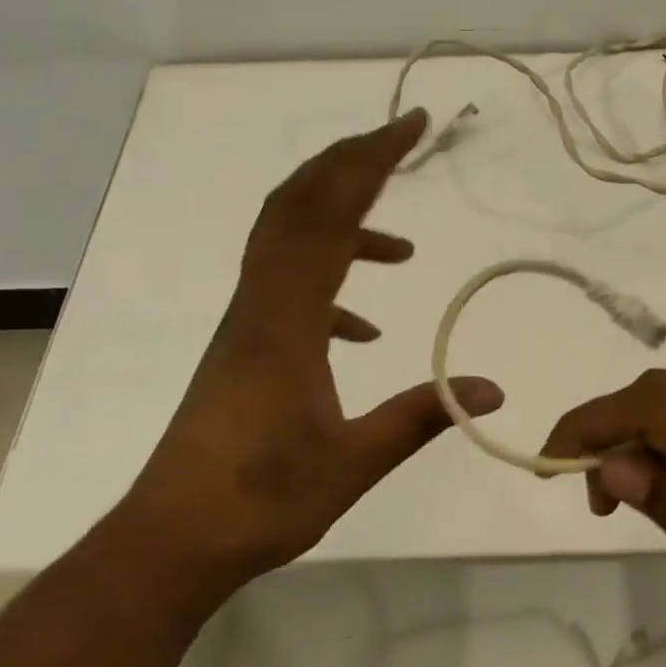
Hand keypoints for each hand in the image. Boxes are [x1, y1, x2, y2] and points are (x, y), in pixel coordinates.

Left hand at [118, 111, 503, 581]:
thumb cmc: (262, 501)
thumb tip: (493, 389)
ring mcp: (246, 325)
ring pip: (289, 244)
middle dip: (351, 164)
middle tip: (402, 139)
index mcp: (286, 320)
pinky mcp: (243, 349)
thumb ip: (423, 415)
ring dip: (343, 225)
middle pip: (298, 206)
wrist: (172, 539)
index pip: (327, 216)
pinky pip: (287, 291)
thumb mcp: (355, 461)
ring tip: (401, 250)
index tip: (411, 127)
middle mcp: (260, 305)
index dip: (369, 162)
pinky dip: (329, 287)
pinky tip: (361, 328)